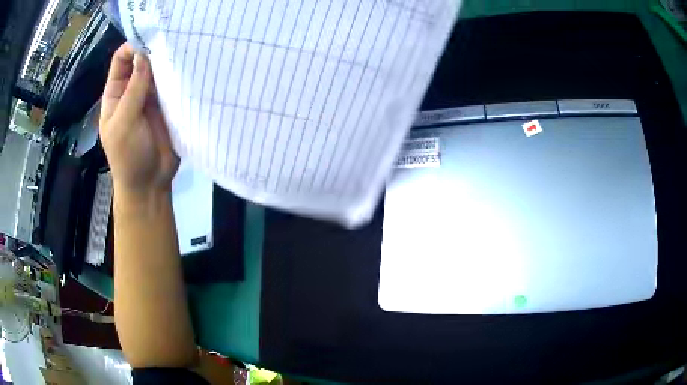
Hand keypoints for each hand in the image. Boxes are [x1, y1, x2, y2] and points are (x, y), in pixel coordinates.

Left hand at [100, 43, 178, 196]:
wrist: (149, 185)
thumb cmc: (128, 157)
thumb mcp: (124, 123)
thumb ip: (133, 90)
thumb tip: (145, 53)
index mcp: (116, 94)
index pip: (122, 60)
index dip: (133, 47)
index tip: (150, 38)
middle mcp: (133, 91)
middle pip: (143, 62)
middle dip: (154, 51)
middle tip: (174, 38)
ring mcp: (152, 98)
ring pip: (159, 71)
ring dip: (169, 62)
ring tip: (185, 49)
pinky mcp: (168, 106)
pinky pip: (173, 85)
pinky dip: (180, 76)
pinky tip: (190, 68)